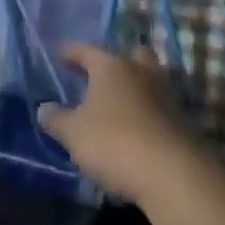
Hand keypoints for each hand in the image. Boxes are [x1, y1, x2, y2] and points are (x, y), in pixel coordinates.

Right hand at [38, 42, 205, 204]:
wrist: (172, 174)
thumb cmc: (114, 142)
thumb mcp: (74, 133)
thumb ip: (56, 119)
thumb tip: (43, 108)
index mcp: (111, 65)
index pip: (87, 50)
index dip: (72, 51)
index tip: (61, 53)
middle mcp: (140, 71)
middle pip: (131, 54)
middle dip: (117, 60)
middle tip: (102, 73)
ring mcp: (165, 94)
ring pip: (150, 78)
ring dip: (137, 85)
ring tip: (121, 100)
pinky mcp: (181, 120)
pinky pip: (160, 105)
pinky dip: (148, 110)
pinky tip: (138, 125)